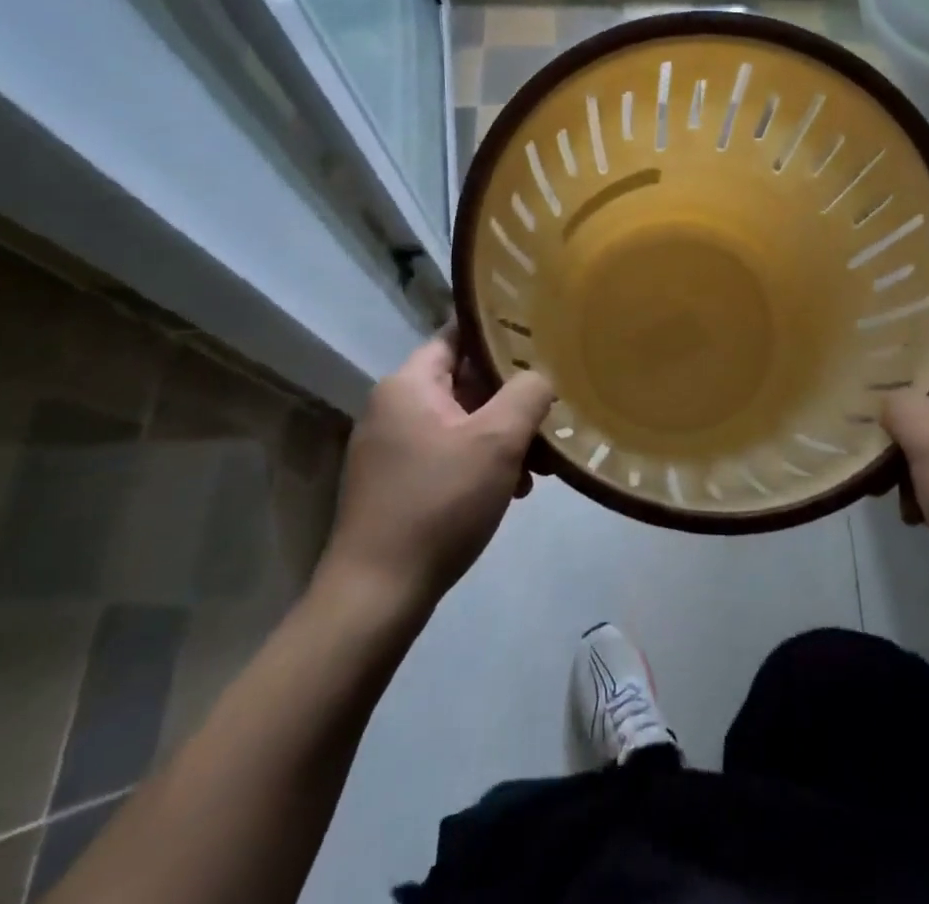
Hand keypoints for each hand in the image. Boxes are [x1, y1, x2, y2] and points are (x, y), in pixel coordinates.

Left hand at [316, 332, 554, 619]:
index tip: (542, 338)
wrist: (376, 596)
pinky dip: (482, 461)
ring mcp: (392, 447)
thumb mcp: (497, 440)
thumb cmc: (439, 503)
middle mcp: (394, 407)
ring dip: (503, 436)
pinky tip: (513, 490)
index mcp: (409, 384)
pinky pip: (449, 453)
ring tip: (540, 466)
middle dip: (512, 398)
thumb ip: (528, 393)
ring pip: (462, 421)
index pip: (458, 334)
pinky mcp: (396, 482)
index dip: (500, 331)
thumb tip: (540, 376)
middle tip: (552, 413)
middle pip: (465, 381)